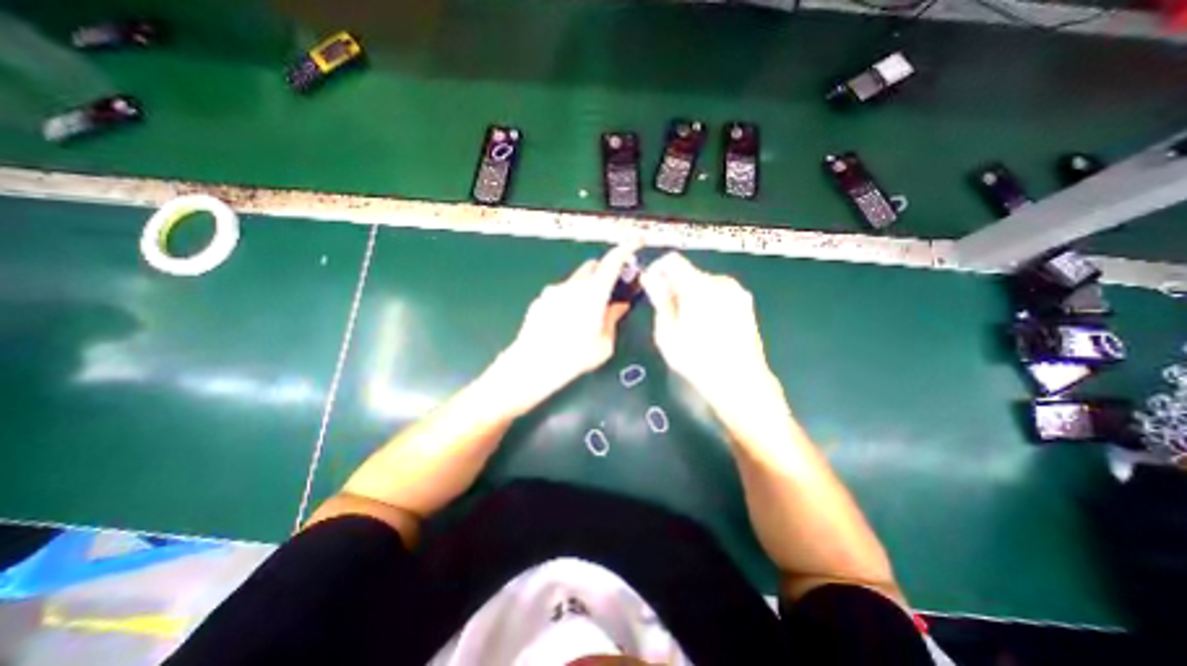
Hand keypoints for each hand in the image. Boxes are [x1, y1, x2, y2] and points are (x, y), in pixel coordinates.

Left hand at [485, 244, 640, 415]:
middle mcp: (573, 285)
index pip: (613, 261)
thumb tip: (619, 306)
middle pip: (592, 267)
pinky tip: (563, 323)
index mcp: (593, 294)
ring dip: (585, 288)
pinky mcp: (541, 299)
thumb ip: (612, 319)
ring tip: (583, 316)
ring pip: (575, 280)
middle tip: (607, 293)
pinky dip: (568, 299)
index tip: (636, 241)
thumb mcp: (603, 344)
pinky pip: (560, 292)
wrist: (532, 365)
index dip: (627, 248)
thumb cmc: (573, 358)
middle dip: (603, 273)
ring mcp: (553, 291)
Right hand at [640, 251, 785, 430]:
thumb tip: (650, 278)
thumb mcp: (668, 332)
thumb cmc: (697, 359)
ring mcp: (737, 292)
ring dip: (691, 294)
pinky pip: (718, 293)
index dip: (658, 269)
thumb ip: (660, 300)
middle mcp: (720, 282)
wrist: (740, 380)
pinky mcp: (745, 303)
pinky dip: (707, 300)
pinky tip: (705, 325)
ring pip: (704, 283)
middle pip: (689, 272)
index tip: (652, 287)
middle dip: (674, 286)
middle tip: (667, 311)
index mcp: (698, 286)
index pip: (673, 261)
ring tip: (687, 322)